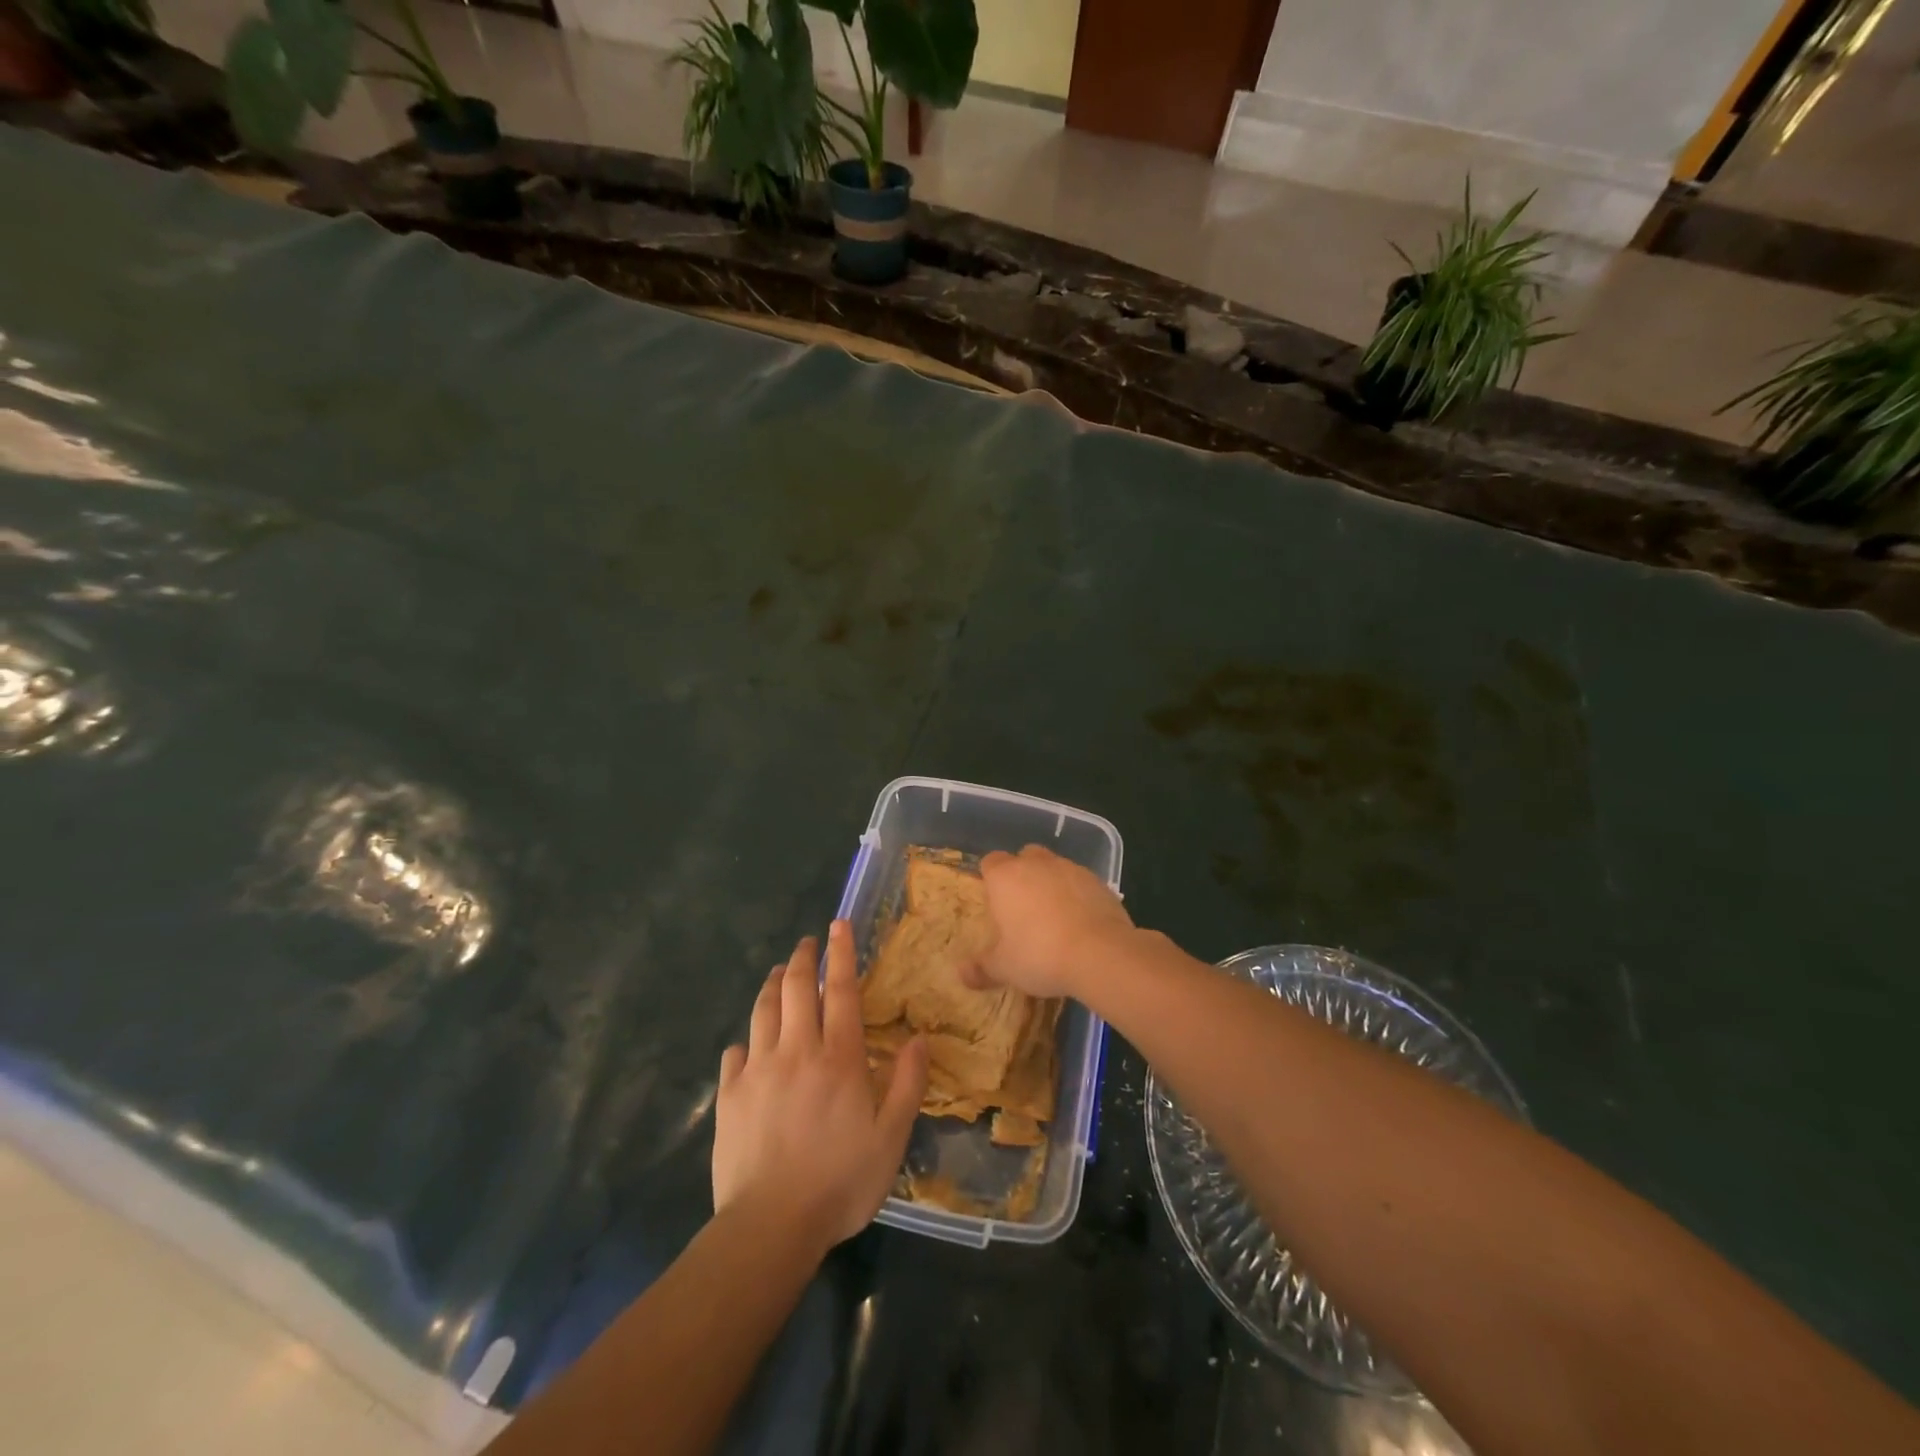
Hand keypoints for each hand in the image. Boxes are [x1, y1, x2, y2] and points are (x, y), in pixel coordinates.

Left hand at [713, 921, 927, 1252]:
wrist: (770, 1226)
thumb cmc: (840, 1182)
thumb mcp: (891, 1138)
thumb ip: (908, 1083)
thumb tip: (919, 1037)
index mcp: (838, 1057)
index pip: (839, 990)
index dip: (840, 953)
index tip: (837, 924)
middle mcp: (796, 1050)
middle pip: (794, 988)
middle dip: (801, 958)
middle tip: (807, 944)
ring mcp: (758, 1070)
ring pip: (762, 1010)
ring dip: (772, 985)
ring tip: (777, 974)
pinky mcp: (729, 1095)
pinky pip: (735, 1052)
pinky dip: (745, 1038)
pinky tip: (748, 1043)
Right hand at [965, 845, 1136, 998]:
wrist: (1100, 953)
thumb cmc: (1040, 955)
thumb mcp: (1004, 967)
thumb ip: (982, 968)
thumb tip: (962, 973)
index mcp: (1006, 877)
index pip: (990, 862)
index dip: (991, 879)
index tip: (994, 902)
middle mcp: (1036, 864)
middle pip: (1024, 857)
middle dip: (1022, 875)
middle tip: (1023, 908)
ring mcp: (1070, 868)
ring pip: (1054, 867)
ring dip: (1051, 884)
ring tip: (1054, 918)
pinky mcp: (1098, 881)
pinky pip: (1080, 882)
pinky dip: (1077, 895)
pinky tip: (1080, 922)